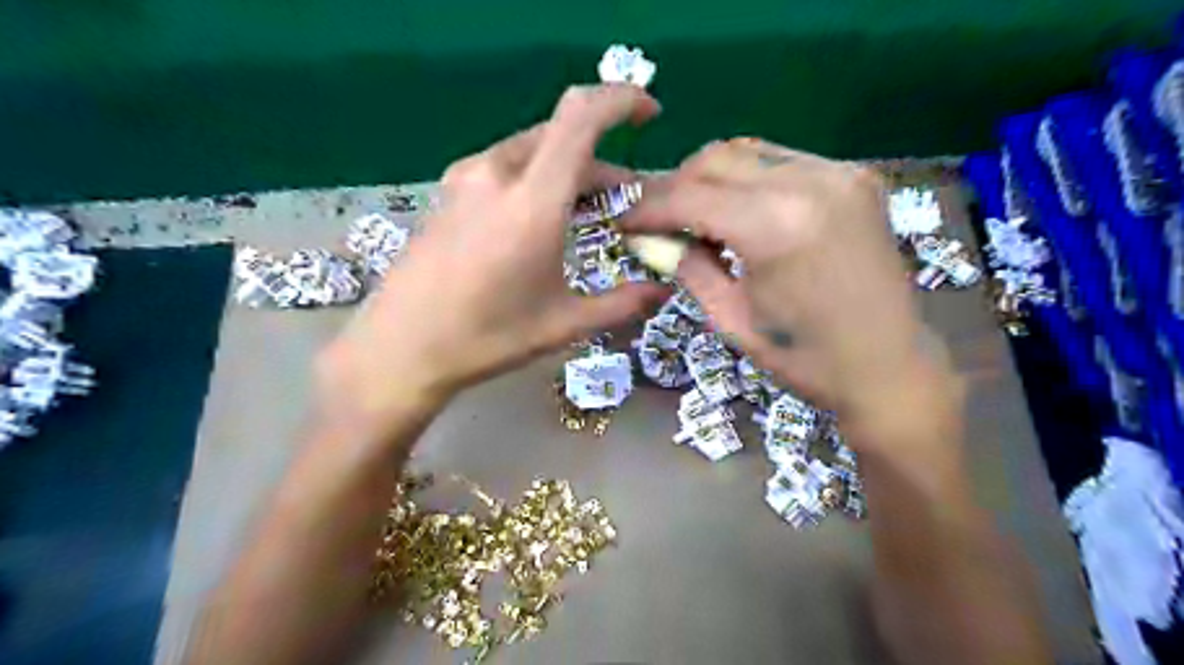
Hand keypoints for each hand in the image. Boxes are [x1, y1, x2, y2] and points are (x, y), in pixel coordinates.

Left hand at [315, 83, 664, 424]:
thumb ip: (622, 303)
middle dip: (603, 160)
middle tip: (625, 199)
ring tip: (588, 213)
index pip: (582, 117)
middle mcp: (497, 173)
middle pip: (563, 136)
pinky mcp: (449, 190)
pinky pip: (506, 166)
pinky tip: (541, 218)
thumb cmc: (485, 338)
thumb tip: (662, 289)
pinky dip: (537, 178)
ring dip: (569, 171)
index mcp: (532, 200)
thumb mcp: (563, 324)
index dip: (622, 100)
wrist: (400, 348)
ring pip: (534, 150)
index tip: (650, 115)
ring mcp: (466, 178)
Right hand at [624, 137, 955, 432]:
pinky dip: (750, 179)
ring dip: (711, 177)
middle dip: (676, 185)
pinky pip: (783, 161)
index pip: (690, 196)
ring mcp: (839, 173)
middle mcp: (809, 182)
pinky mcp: (856, 177)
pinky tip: (741, 209)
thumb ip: (688, 267)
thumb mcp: (731, 319)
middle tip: (656, 216)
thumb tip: (656, 239)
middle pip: (716, 159)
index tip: (624, 220)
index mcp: (775, 226)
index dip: (648, 207)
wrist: (890, 366)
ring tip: (693, 211)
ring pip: (749, 151)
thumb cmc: (805, 359)